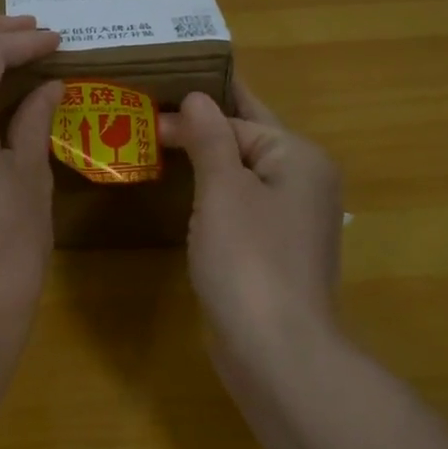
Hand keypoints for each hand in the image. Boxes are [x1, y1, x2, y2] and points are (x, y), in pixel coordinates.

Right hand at [158, 81, 343, 370]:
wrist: (275, 350)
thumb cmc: (249, 260)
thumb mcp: (224, 190)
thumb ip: (210, 138)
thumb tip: (197, 98)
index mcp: (298, 157)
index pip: (241, 116)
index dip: (193, 109)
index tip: (146, 106)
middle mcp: (301, 182)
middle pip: (246, 140)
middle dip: (201, 127)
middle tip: (151, 110)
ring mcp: (288, 220)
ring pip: (240, 174)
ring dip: (203, 160)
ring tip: (157, 144)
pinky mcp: (271, 250)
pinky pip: (238, 206)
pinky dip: (210, 194)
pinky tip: (181, 193)